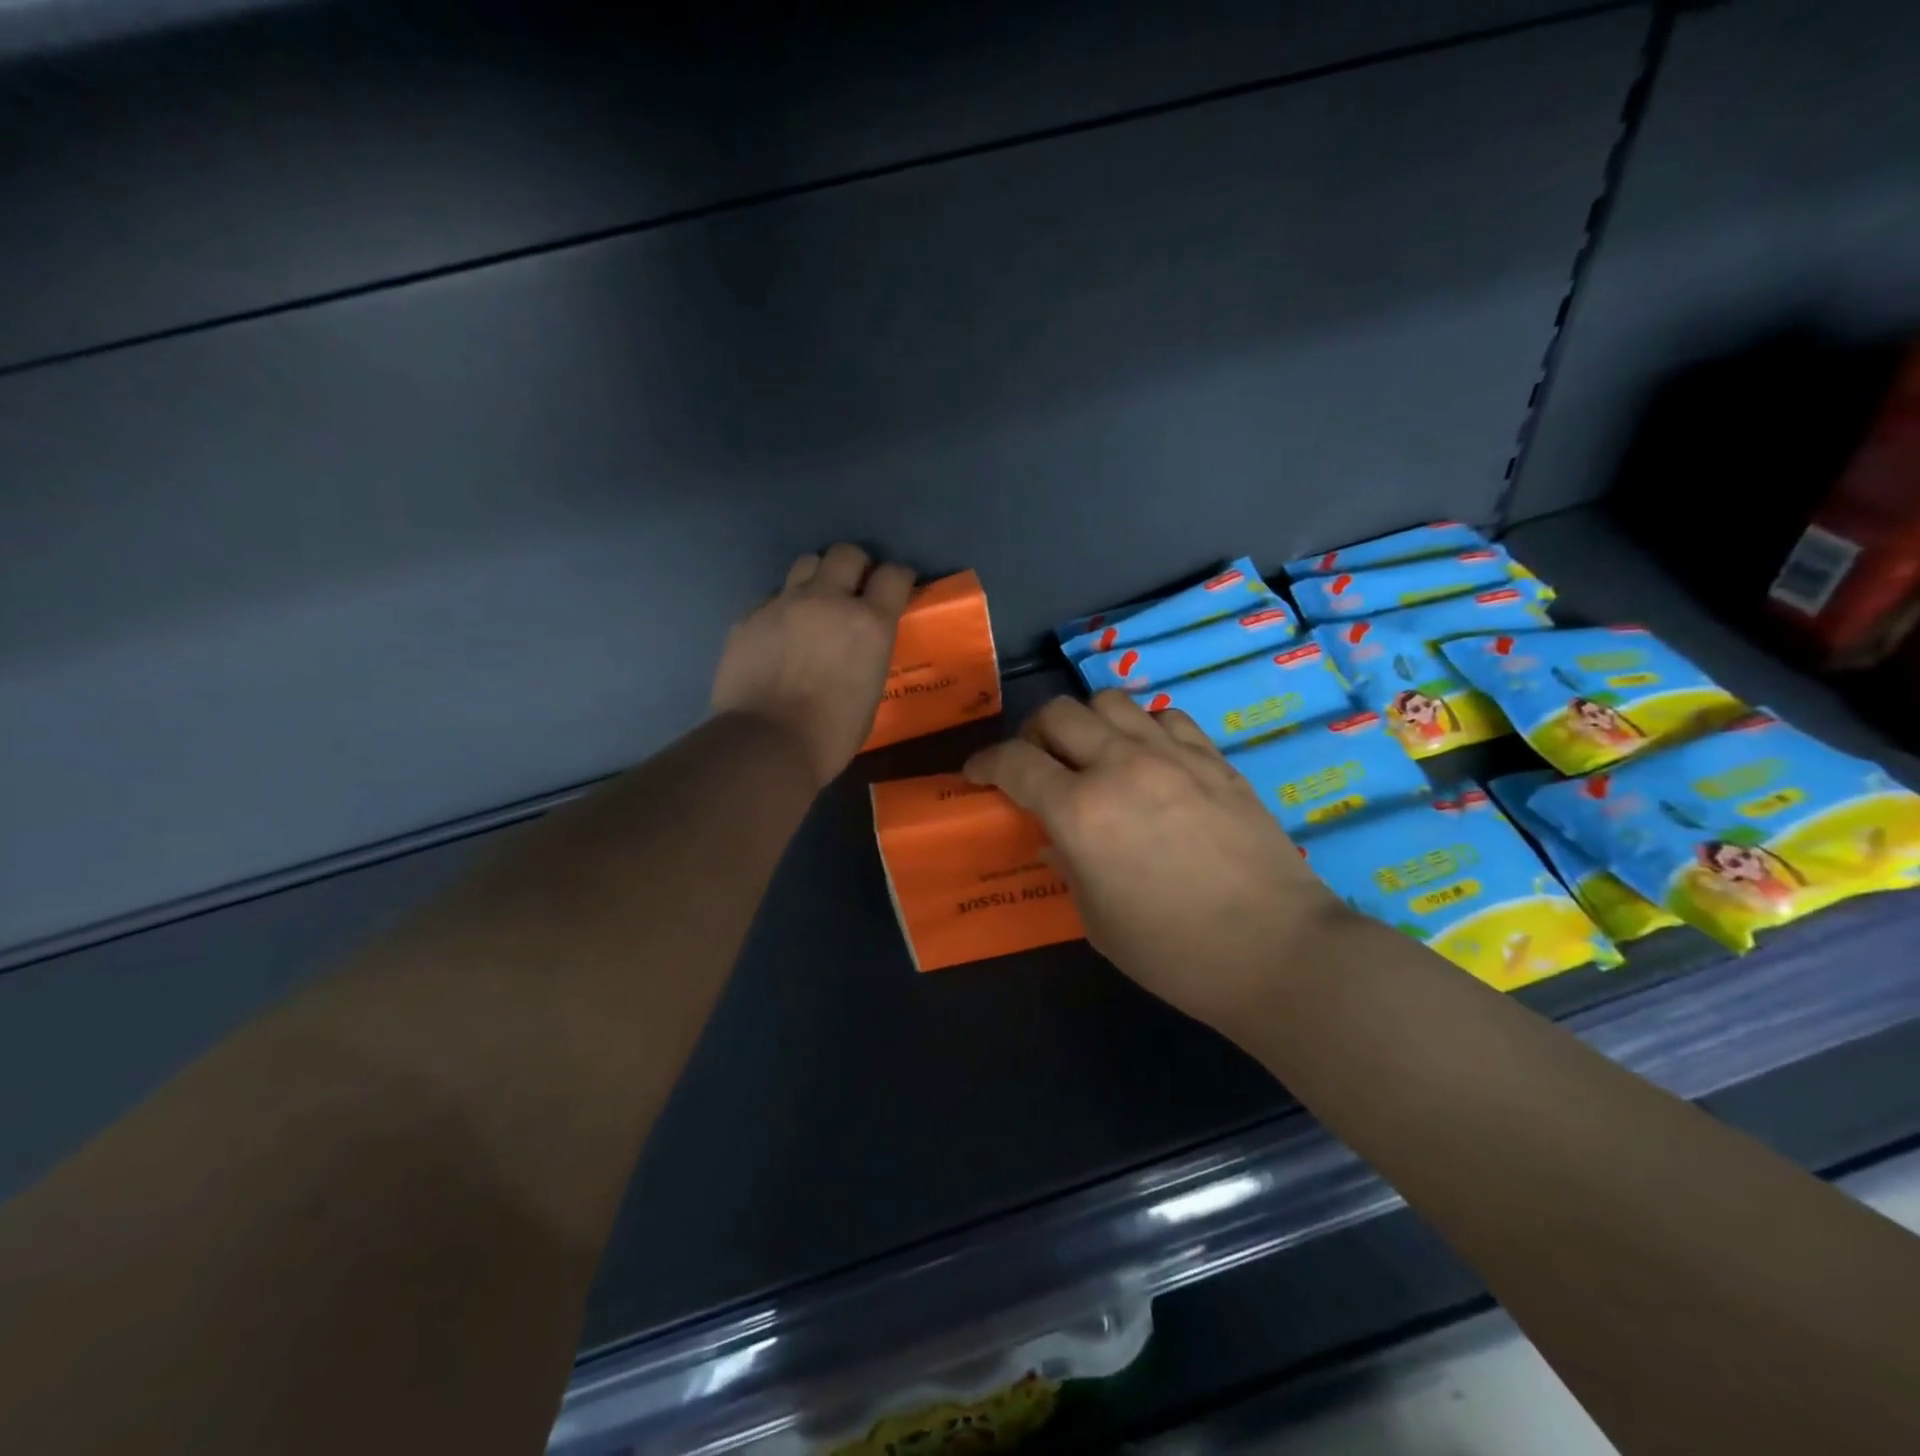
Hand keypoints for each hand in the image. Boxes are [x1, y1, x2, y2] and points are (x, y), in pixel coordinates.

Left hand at [711, 544, 915, 785]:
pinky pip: (772, 597)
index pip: (894, 575)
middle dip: (856, 565)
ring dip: (818, 577)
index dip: (898, 577)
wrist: (765, 744)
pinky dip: (782, 608)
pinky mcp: (749, 616)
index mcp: (869, 624)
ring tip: (815, 603)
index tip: (897, 586)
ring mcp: (784, 604)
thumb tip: (858, 649)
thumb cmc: (830, 734)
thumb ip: (868, 656)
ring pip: (806, 563)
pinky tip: (779, 633)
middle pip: (846, 553)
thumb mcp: (870, 694)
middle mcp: (828, 601)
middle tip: (854, 588)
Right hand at [964, 691, 1352, 1031]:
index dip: (986, 763)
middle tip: (1035, 763)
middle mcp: (1121, 767)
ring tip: (1092, 754)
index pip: (1015, 763)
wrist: (1278, 951)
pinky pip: (1166, 718)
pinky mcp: (1215, 760)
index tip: (977, 773)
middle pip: (1059, 713)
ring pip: (1112, 702)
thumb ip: (1069, 865)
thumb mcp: (1098, 921)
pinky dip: (1143, 729)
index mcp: (1082, 812)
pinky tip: (1148, 758)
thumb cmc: (1175, 953)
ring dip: (1088, 722)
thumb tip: (1058, 837)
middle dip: (1033, 734)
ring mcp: (1173, 756)